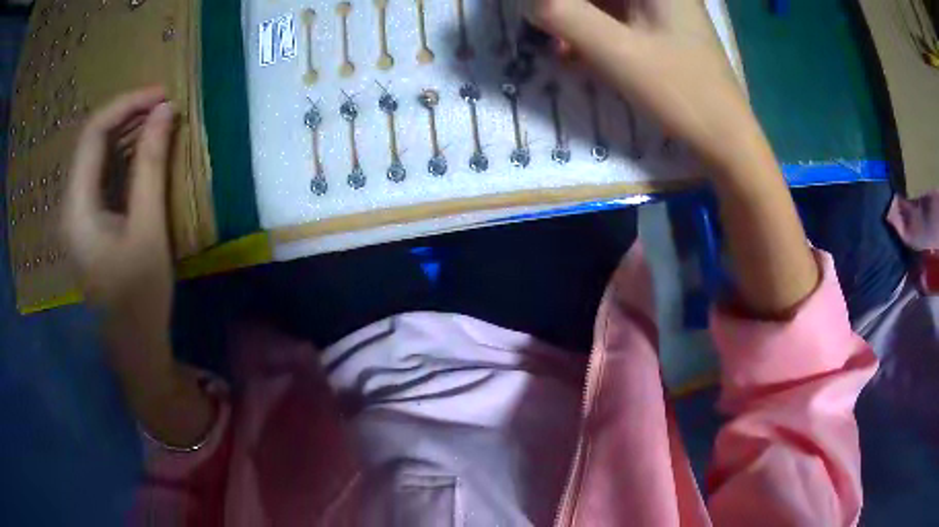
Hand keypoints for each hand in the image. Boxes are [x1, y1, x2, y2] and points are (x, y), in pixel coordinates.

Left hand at [63, 89, 214, 446]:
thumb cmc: (140, 295)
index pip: (93, 133)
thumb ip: (152, 166)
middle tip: (164, 105)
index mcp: (77, 208)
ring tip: (158, 122)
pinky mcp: (87, 221)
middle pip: (92, 140)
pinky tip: (143, 152)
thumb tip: (165, 112)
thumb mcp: (148, 229)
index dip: (126, 105)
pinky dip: (122, 155)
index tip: (162, 95)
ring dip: (126, 133)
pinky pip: (101, 174)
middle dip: (127, 114)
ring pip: (96, 155)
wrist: (133, 344)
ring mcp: (77, 213)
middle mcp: (70, 204)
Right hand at [524, 0, 760, 170]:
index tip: (542, 17)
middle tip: (547, 32)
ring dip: (577, 21)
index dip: (563, 3)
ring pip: (603, 5)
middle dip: (567, 9)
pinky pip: (615, 20)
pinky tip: (578, 55)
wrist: (726, 140)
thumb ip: (565, 16)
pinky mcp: (660, 30)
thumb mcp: (616, 52)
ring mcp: (662, 9)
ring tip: (559, 49)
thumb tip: (529, 3)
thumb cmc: (680, 93)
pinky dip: (594, 33)